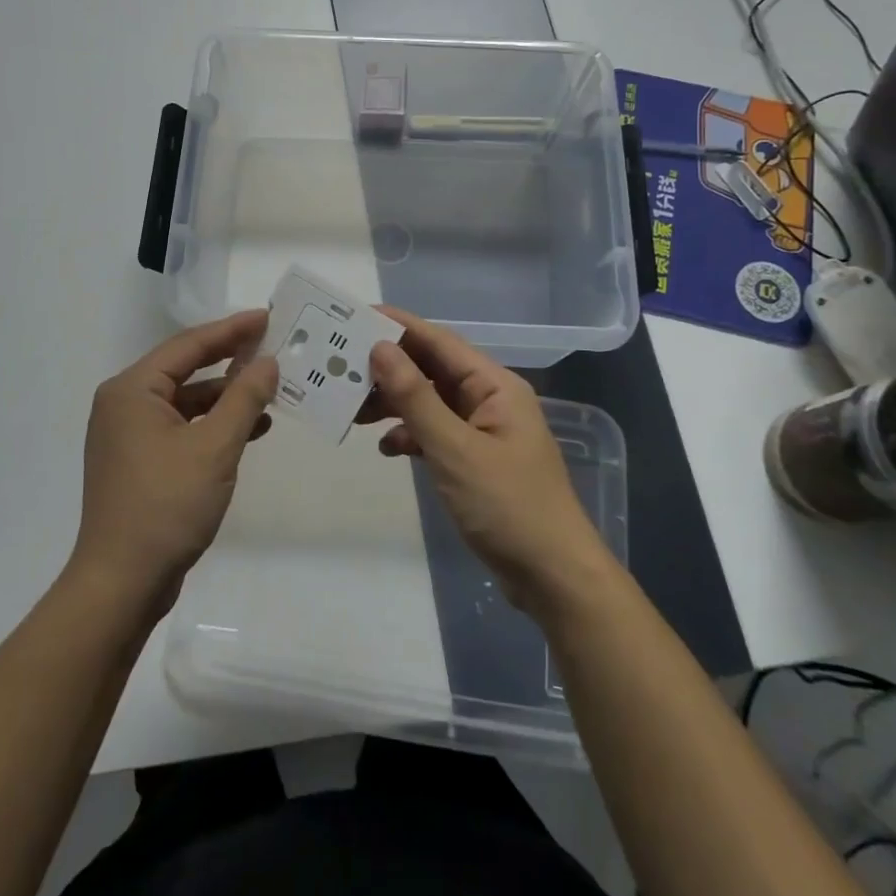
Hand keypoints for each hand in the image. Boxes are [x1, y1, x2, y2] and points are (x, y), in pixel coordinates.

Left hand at [70, 311, 278, 615]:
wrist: (121, 584)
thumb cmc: (166, 505)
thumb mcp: (215, 447)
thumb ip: (244, 398)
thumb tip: (267, 362)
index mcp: (132, 390)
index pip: (188, 345)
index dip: (231, 330)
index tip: (266, 317)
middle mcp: (125, 405)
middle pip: (186, 370)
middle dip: (230, 362)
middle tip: (271, 347)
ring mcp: (129, 436)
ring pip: (186, 402)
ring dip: (226, 398)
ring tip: (270, 392)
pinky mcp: (139, 463)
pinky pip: (182, 429)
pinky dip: (213, 426)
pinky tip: (250, 430)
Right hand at [363, 310, 616, 613]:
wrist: (552, 578)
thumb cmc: (508, 506)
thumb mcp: (454, 449)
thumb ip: (415, 398)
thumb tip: (380, 348)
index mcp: (494, 386)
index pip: (439, 341)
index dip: (398, 326)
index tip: (355, 318)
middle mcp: (489, 400)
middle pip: (432, 370)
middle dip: (389, 369)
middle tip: (342, 370)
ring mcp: (483, 431)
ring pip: (430, 402)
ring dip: (395, 404)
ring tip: (353, 411)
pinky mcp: (475, 461)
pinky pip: (435, 433)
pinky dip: (410, 435)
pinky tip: (387, 448)